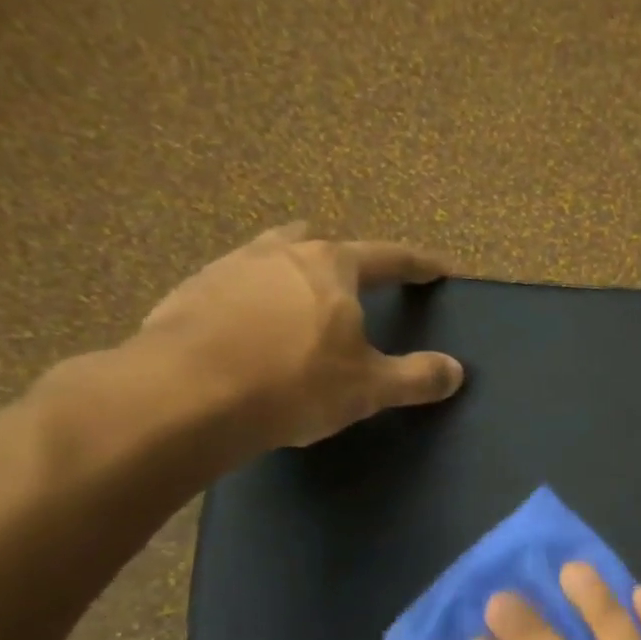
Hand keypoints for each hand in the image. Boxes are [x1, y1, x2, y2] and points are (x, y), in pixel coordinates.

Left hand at [136, 224, 463, 451]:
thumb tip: (456, 371)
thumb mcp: (368, 388)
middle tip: (355, 281)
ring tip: (298, 302)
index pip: (389, 257)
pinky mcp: (187, 294)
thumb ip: (416, 377)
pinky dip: (250, 301)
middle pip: (320, 244)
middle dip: (342, 258)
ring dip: (290, 274)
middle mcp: (280, 253)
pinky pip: (231, 287)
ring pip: (269, 257)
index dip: (419, 265)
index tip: (439, 268)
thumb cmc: (294, 382)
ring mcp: (228, 269)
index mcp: (331, 266)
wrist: (184, 396)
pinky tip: (248, 332)